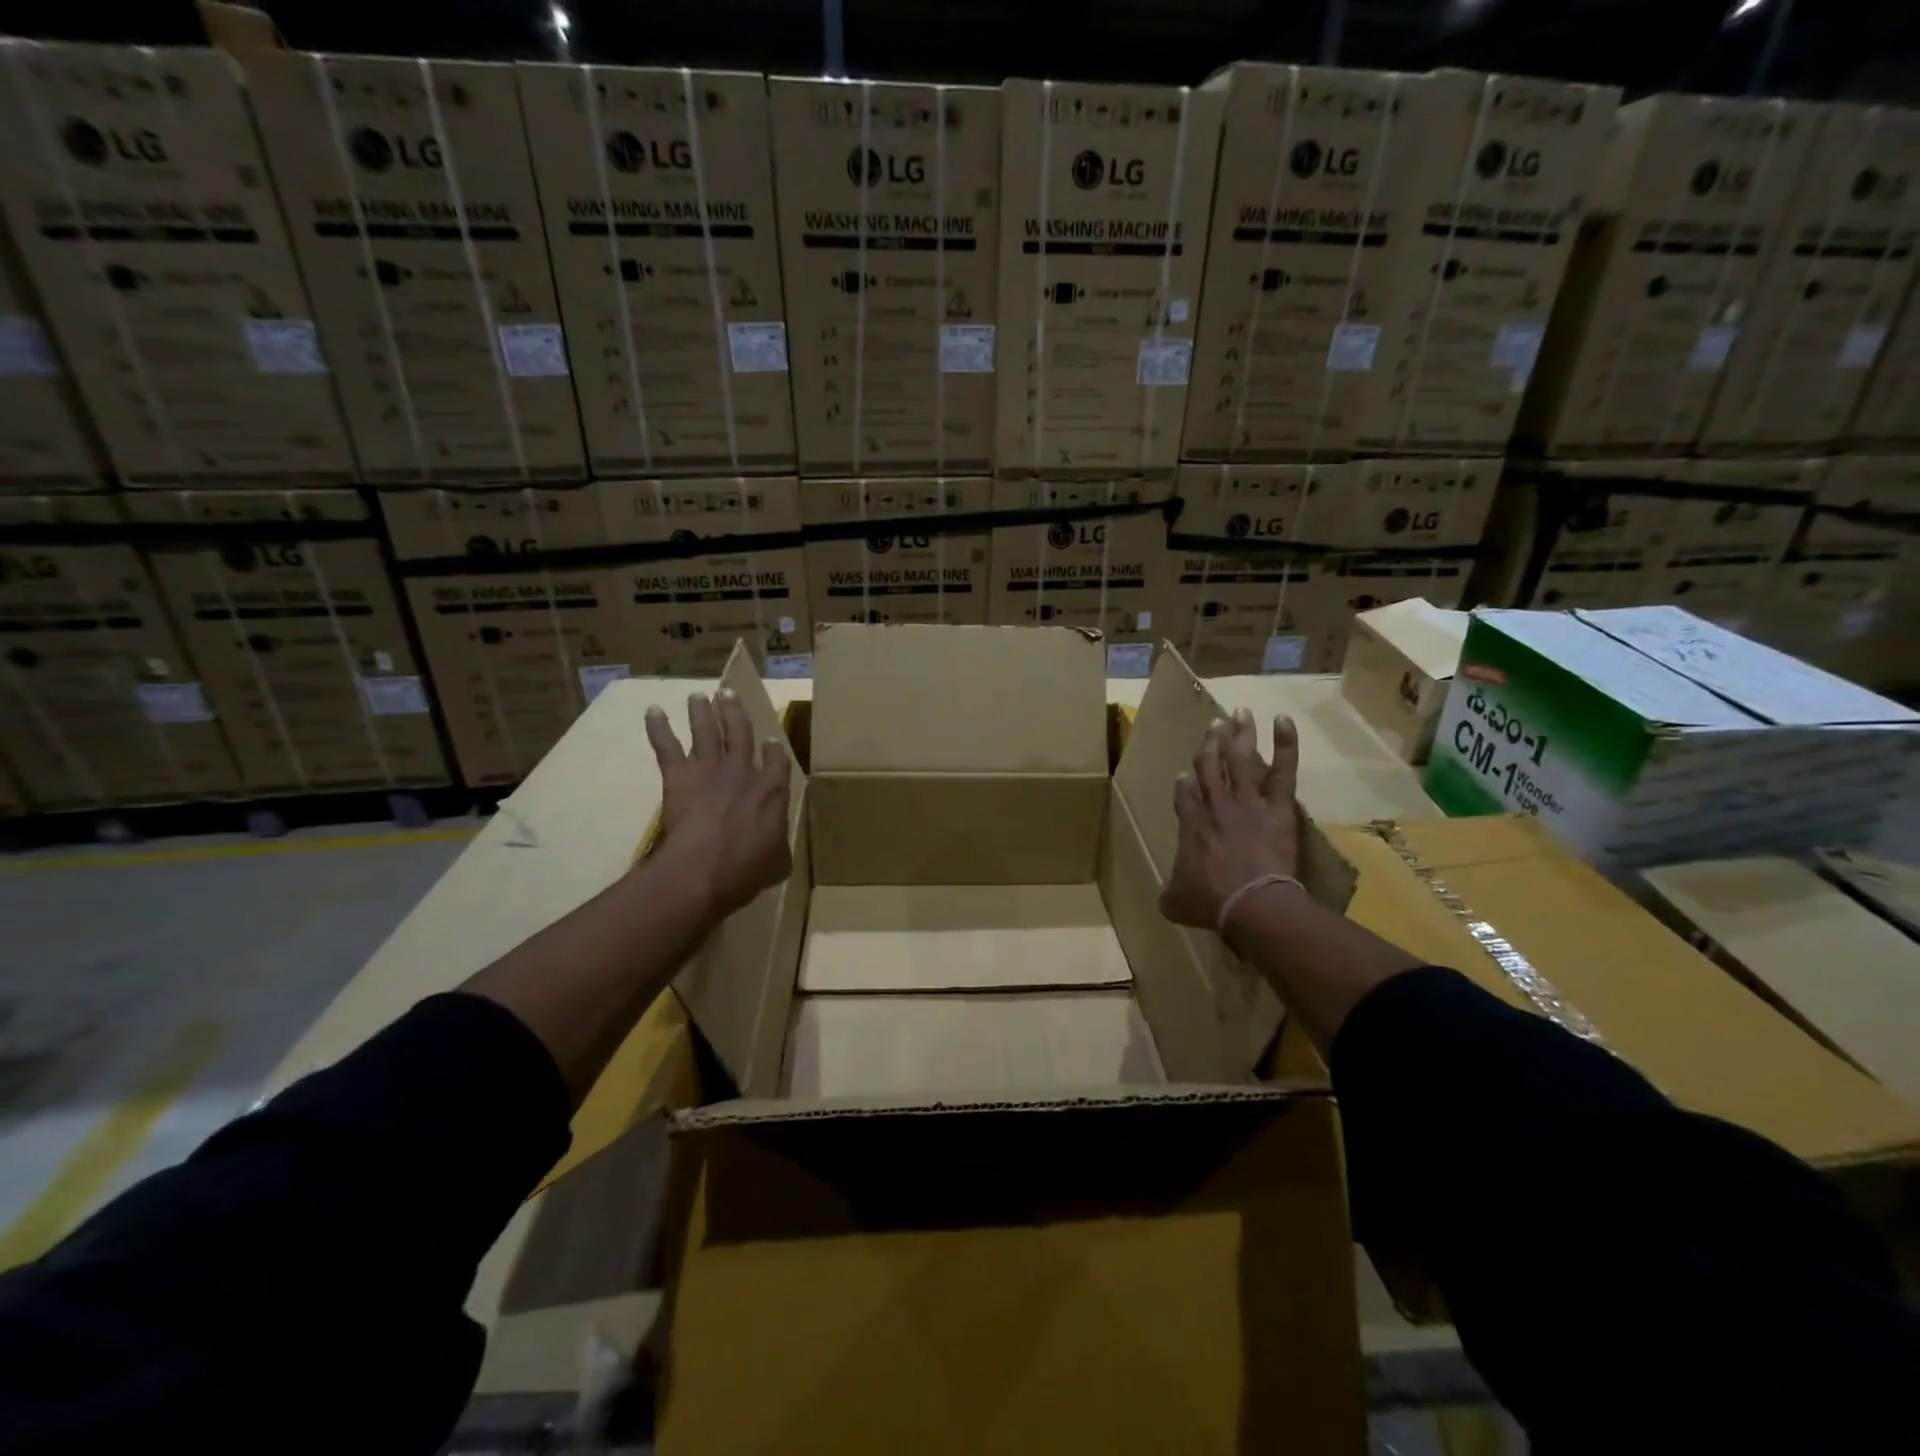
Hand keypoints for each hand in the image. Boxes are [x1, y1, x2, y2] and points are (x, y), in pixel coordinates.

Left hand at [643, 690, 792, 920]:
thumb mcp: (778, 863)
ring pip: (707, 731)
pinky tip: (653, 712)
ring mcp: (710, 770)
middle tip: (728, 694)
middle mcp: (743, 771)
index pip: (777, 761)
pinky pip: (667, 746)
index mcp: (772, 790)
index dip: (774, 750)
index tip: (770, 740)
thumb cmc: (747, 869)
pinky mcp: (679, 776)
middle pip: (740, 732)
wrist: (704, 869)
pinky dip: (659, 728)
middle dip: (735, 712)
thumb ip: (778, 848)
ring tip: (698, 696)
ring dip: (702, 711)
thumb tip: (777, 849)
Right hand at [1159, 710, 1300, 933]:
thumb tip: (1165, 897)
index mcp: (1191, 826)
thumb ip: (1170, 894)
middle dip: (1210, 745)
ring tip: (1239, 713)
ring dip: (1239, 735)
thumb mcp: (1176, 902)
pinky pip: (1282, 772)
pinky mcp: (1276, 808)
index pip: (1185, 795)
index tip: (1185, 774)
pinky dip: (1285, 745)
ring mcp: (1246, 803)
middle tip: (1213, 725)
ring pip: (1240, 761)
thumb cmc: (1211, 902)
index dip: (1185, 783)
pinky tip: (1282, 720)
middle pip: (1210, 768)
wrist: (1251, 903)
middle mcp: (1216, 807)